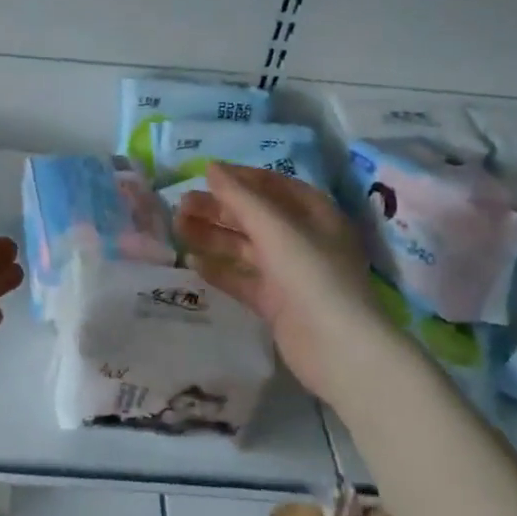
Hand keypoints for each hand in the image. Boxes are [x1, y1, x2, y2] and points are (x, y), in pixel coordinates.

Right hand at [174, 164, 400, 406]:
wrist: (338, 348)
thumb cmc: (311, 274)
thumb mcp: (275, 227)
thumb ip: (240, 196)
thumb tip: (211, 167)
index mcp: (313, 213)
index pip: (273, 185)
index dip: (239, 178)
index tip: (203, 176)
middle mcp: (302, 239)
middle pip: (254, 216)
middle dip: (218, 208)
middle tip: (181, 206)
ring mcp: (288, 272)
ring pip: (244, 246)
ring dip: (212, 236)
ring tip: (178, 229)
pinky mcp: (275, 302)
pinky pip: (242, 278)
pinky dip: (218, 269)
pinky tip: (191, 263)